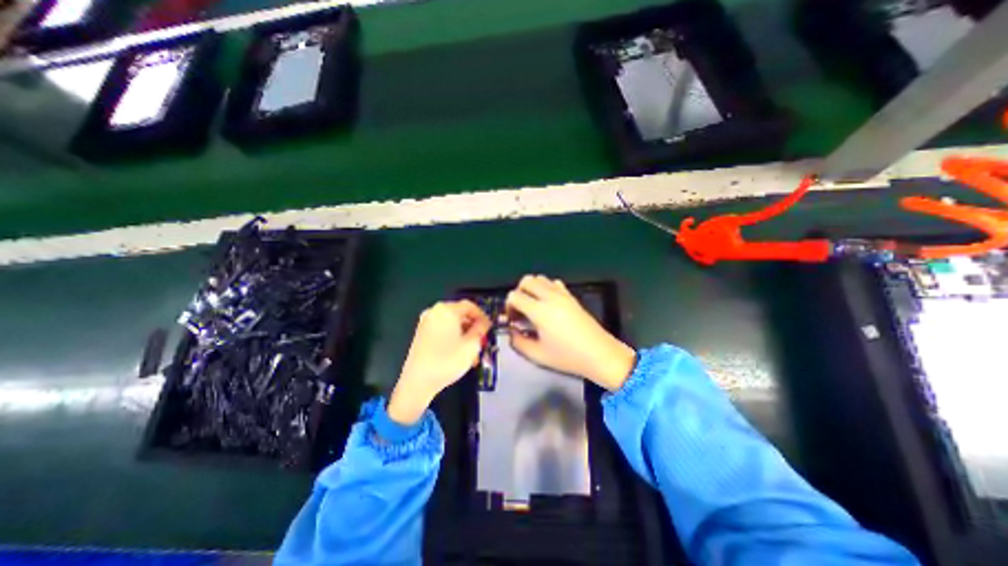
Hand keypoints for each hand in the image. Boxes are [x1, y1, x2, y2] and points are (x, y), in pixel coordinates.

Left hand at [389, 301, 492, 423]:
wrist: (418, 382)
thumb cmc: (448, 360)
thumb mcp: (472, 344)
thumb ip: (481, 329)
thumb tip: (484, 322)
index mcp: (447, 309)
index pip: (470, 306)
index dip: (482, 316)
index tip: (489, 329)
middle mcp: (434, 312)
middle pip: (460, 315)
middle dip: (473, 329)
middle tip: (482, 342)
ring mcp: (426, 323)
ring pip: (452, 325)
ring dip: (464, 336)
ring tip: (472, 354)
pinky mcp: (421, 334)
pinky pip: (443, 331)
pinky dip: (453, 339)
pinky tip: (459, 355)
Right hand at [508, 276, 630, 390]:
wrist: (600, 355)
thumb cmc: (568, 357)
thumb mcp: (537, 355)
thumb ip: (518, 342)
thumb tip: (511, 331)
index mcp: (540, 311)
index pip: (514, 296)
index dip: (508, 306)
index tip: (513, 320)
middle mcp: (550, 297)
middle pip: (526, 280)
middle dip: (518, 293)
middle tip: (521, 311)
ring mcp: (563, 294)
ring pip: (540, 278)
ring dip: (531, 289)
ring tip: (533, 307)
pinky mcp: (571, 296)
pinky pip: (553, 283)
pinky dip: (545, 288)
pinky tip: (548, 305)